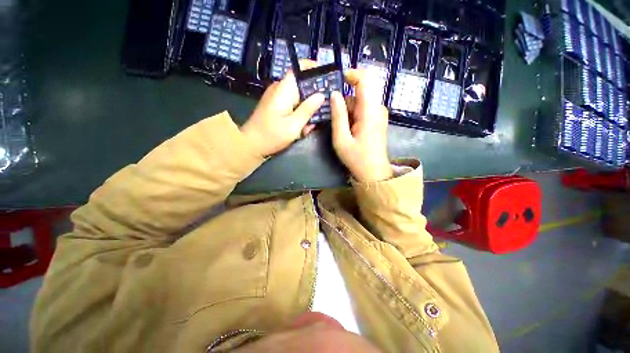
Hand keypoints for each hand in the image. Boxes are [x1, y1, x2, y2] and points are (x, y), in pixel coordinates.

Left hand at [240, 66, 323, 156]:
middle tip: (321, 112)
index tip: (326, 76)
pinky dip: (298, 115)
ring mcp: (277, 98)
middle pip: (302, 86)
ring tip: (308, 127)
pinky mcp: (276, 107)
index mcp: (284, 89)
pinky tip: (300, 129)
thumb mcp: (294, 125)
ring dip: (306, 111)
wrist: (251, 145)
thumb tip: (321, 95)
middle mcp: (280, 89)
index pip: (299, 69)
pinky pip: (292, 105)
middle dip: (313, 99)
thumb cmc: (272, 135)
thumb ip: (308, 109)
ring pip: (299, 98)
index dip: (313, 69)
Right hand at [330, 69, 392, 181]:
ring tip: (338, 127)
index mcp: (369, 111)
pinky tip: (346, 129)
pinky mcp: (377, 120)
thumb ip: (338, 115)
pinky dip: (351, 115)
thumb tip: (334, 94)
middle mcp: (377, 108)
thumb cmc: (357, 159)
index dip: (350, 74)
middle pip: (359, 92)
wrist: (374, 173)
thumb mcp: (341, 139)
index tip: (335, 81)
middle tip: (329, 113)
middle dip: (343, 100)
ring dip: (346, 110)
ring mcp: (378, 114)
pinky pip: (362, 110)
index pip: (365, 79)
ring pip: (359, 102)